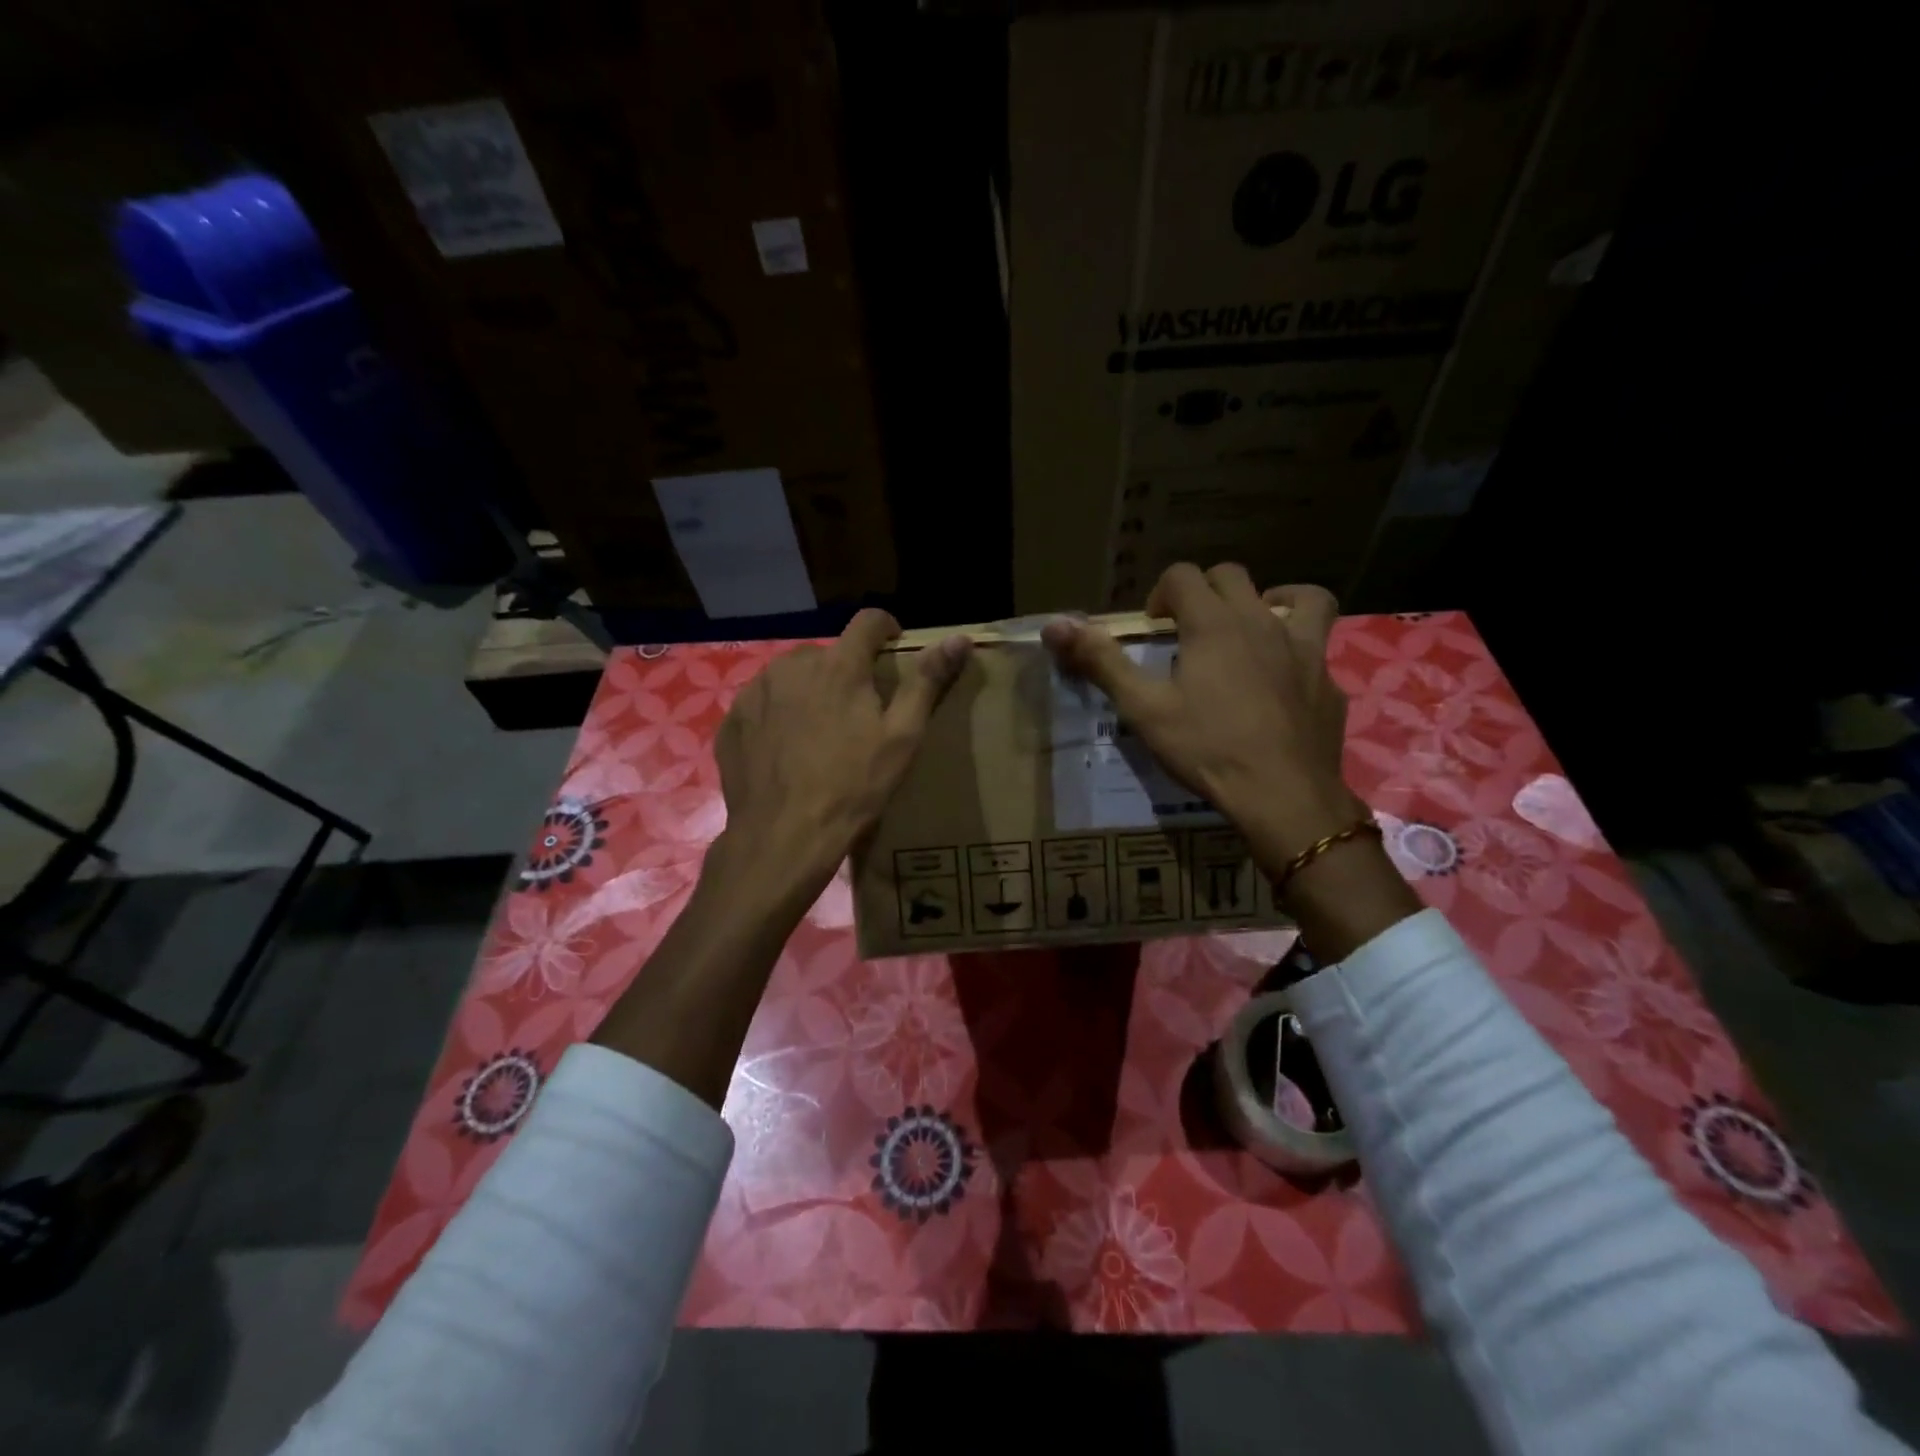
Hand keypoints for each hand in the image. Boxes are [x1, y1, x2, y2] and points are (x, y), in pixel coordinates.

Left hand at [711, 608, 970, 909]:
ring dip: (809, 691)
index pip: (868, 621)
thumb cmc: (853, 787)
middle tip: (856, 713)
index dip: (886, 629)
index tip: (893, 650)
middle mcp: (792, 665)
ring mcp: (756, 691)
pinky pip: (763, 702)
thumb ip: (927, 682)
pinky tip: (787, 750)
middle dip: (845, 672)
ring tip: (819, 733)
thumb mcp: (902, 738)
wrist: (782, 837)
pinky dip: (778, 714)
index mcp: (839, 666)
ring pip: (792, 676)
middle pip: (828, 653)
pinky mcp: (733, 718)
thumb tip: (959, 638)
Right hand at [1043, 563, 1357, 866]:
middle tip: (1189, 631)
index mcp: (1213, 623)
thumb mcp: (1143, 708)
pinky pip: (1316, 645)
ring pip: (1298, 595)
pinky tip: (1284, 680)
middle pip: (1233, 576)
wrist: (1283, 795)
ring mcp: (1304, 648)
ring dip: (1271, 600)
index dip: (1161, 593)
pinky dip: (1297, 649)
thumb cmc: (1206, 748)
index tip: (1153, 628)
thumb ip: (1100, 661)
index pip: (1183, 575)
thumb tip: (1054, 625)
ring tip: (1251, 631)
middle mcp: (1261, 621)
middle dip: (1205, 592)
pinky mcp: (1327, 680)